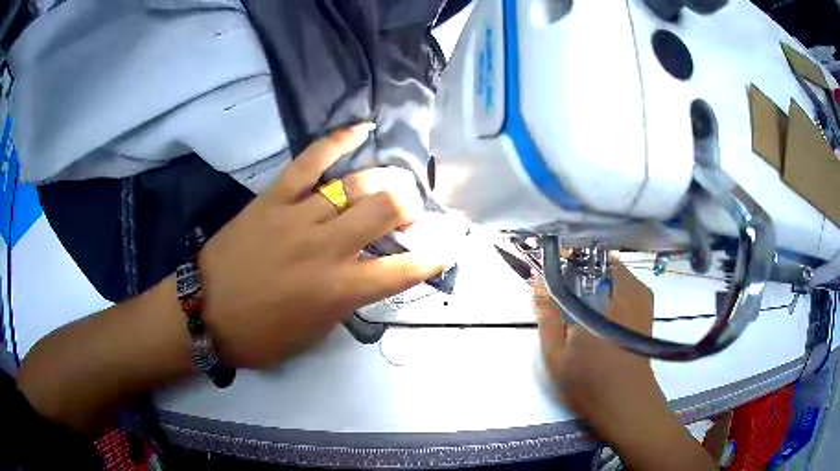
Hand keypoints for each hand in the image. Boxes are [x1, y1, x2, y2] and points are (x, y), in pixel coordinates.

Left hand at [200, 123, 445, 367]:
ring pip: (356, 185)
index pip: (403, 270)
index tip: (444, 250)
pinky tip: (362, 129)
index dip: (431, 258)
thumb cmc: (259, 336)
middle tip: (406, 215)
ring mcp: (299, 217)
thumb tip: (365, 277)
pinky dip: (338, 140)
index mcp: (339, 291)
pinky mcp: (274, 198)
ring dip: (386, 182)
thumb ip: (345, 304)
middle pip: (386, 210)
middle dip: (408, 208)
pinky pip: (311, 160)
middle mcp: (327, 249)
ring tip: (392, 184)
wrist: (204, 312)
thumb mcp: (313, 334)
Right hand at [536, 260, 714, 469]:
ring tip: (580, 301)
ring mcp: (640, 296)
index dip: (560, 262)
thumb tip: (536, 281)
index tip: (548, 273)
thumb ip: (546, 315)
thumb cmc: (588, 383)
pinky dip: (610, 285)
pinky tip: (601, 309)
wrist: (628, 403)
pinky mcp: (647, 305)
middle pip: (597, 260)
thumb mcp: (556, 356)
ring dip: (594, 277)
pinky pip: (625, 281)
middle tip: (563, 292)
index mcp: (602, 299)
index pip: (578, 261)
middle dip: (577, 268)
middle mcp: (626, 289)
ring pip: (612, 269)